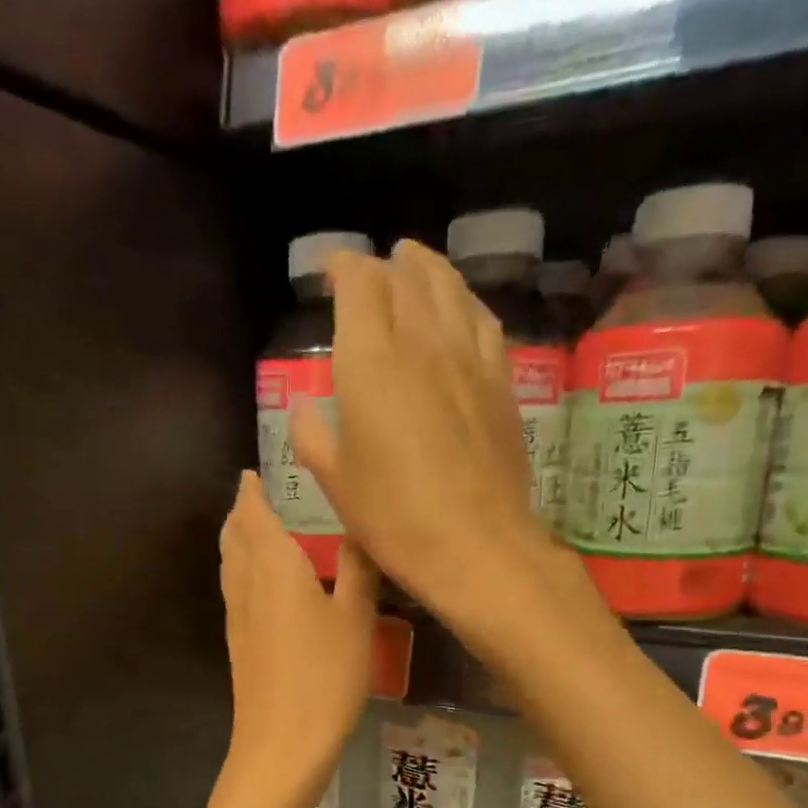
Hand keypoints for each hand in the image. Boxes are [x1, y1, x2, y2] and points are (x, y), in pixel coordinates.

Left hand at [219, 470, 376, 799]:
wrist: (281, 744)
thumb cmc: (325, 676)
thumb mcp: (356, 619)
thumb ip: (357, 570)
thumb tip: (361, 528)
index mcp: (273, 567)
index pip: (253, 515)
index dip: (251, 492)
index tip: (253, 473)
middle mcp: (246, 585)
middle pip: (234, 538)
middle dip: (241, 512)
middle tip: (256, 495)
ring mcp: (237, 617)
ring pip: (229, 565)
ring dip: (237, 541)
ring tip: (255, 530)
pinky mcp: (238, 645)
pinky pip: (235, 591)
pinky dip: (242, 571)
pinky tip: (262, 585)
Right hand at [289, 241, 558, 622]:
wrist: (476, 543)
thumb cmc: (393, 517)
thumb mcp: (335, 481)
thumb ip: (312, 434)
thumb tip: (306, 407)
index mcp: (370, 360)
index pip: (359, 282)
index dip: (342, 266)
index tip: (329, 270)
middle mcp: (421, 339)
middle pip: (403, 277)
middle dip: (380, 267)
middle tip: (367, 275)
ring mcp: (468, 355)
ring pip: (448, 287)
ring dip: (426, 269)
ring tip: (413, 264)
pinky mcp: (501, 378)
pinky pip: (482, 319)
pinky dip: (464, 301)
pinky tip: (459, 307)